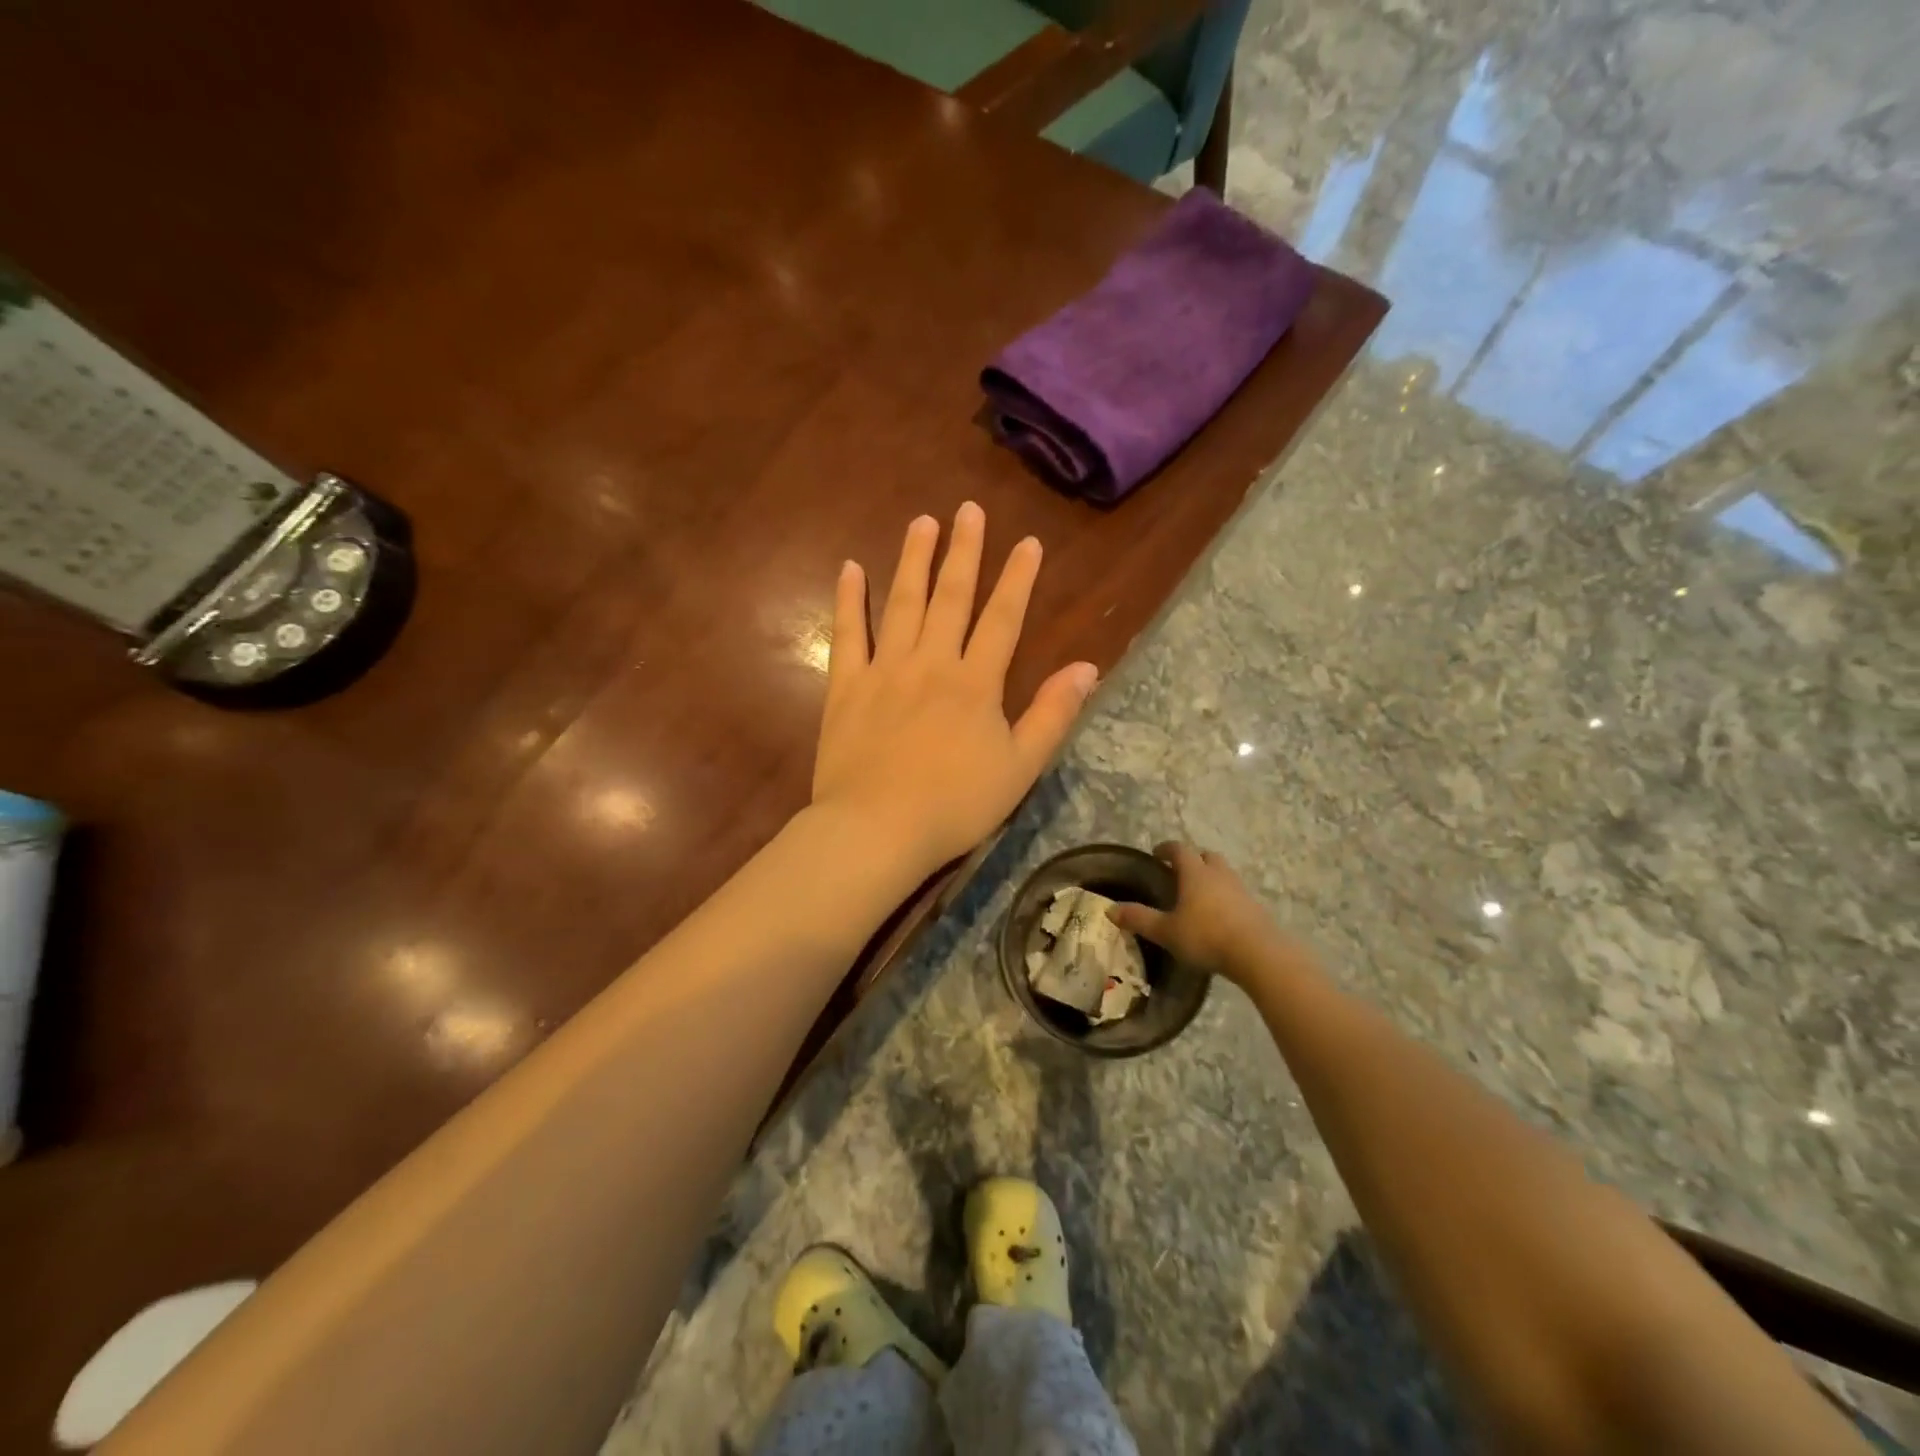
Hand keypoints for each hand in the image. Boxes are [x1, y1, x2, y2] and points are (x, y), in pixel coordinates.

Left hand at [812, 504, 1098, 877]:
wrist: (877, 829)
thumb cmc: (955, 805)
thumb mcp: (1020, 766)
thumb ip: (1053, 714)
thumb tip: (1087, 667)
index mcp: (976, 683)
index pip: (1003, 618)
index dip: (1018, 579)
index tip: (1028, 542)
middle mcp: (932, 663)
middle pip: (951, 597)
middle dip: (964, 552)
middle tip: (969, 510)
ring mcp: (884, 671)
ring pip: (902, 604)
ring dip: (913, 560)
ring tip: (922, 522)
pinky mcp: (846, 688)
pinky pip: (848, 634)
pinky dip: (849, 601)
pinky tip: (851, 569)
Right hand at [1108, 842, 1294, 983]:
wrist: (1258, 953)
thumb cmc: (1206, 936)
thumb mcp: (1166, 931)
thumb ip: (1139, 918)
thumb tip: (1109, 909)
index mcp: (1194, 873)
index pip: (1179, 849)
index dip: (1166, 849)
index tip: (1157, 853)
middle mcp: (1218, 874)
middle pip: (1206, 855)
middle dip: (1192, 859)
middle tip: (1179, 871)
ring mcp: (1240, 889)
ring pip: (1223, 873)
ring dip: (1211, 876)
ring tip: (1198, 893)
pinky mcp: (1255, 907)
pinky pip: (1235, 892)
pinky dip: (1224, 896)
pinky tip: (1218, 914)